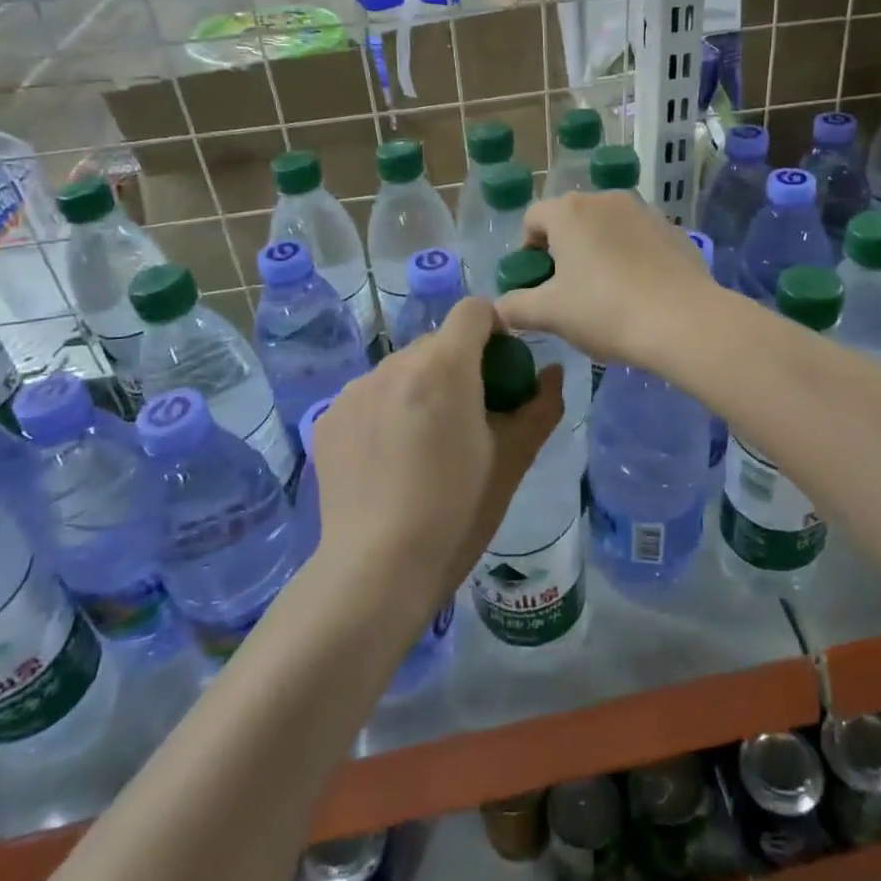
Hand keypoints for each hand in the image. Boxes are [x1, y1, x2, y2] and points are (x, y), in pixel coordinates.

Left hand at [308, 298, 563, 609]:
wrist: (376, 570)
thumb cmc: (457, 512)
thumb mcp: (512, 460)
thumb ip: (540, 406)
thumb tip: (552, 373)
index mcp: (444, 367)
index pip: (474, 310)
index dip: (495, 330)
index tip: (502, 370)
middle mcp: (395, 364)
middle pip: (438, 343)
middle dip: (459, 366)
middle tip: (469, 418)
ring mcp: (355, 390)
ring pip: (402, 369)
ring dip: (421, 389)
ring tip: (424, 445)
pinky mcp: (328, 417)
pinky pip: (370, 396)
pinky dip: (387, 411)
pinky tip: (389, 460)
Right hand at [496, 192, 717, 371]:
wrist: (683, 321)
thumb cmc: (604, 311)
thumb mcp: (550, 314)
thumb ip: (515, 307)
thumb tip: (498, 309)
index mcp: (569, 211)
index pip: (532, 220)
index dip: (526, 251)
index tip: (536, 284)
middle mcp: (605, 199)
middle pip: (571, 220)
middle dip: (563, 251)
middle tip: (567, 292)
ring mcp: (644, 211)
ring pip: (607, 228)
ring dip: (598, 252)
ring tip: (605, 294)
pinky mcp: (673, 230)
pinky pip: (639, 239)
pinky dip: (631, 257)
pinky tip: (639, 292)